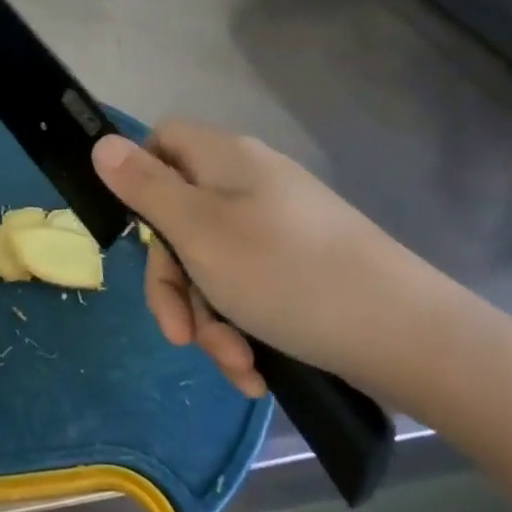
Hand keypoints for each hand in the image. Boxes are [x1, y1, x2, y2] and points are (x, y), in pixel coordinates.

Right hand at [92, 122, 449, 399]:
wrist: (411, 338)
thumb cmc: (286, 273)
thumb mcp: (197, 230)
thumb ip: (143, 187)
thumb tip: (101, 143)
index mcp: (224, 159)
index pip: (161, 140)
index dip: (138, 177)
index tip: (138, 229)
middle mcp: (251, 184)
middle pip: (180, 217)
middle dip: (175, 282)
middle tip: (179, 331)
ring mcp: (279, 227)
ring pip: (212, 264)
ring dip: (210, 318)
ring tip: (233, 363)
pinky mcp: (302, 268)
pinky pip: (249, 289)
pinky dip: (244, 329)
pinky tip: (254, 371)